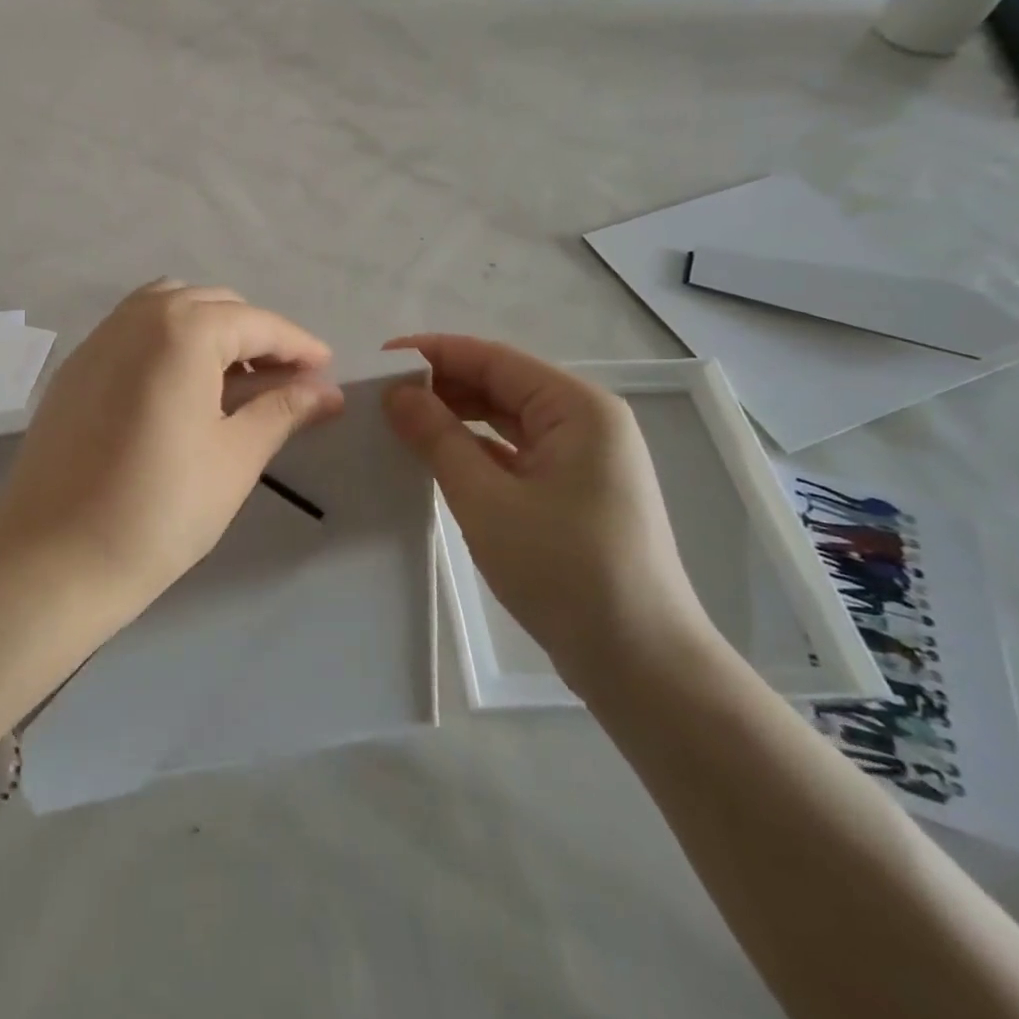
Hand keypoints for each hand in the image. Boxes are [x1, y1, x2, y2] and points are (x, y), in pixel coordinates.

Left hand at [0, 281, 344, 601]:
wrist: (54, 557)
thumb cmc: (160, 509)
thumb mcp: (235, 457)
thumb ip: (282, 410)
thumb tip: (327, 391)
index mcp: (182, 331)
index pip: (256, 323)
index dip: (298, 346)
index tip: (328, 371)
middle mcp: (137, 318)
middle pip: (211, 305)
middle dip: (255, 335)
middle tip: (284, 382)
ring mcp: (98, 339)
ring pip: (167, 308)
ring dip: (209, 330)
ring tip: (232, 380)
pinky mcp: (75, 368)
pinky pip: (132, 332)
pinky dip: (168, 341)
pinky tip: (180, 390)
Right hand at [382, 335, 710, 687]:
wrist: (640, 664)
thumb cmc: (564, 571)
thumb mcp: (486, 500)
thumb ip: (437, 438)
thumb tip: (396, 393)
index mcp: (577, 408)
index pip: (493, 359)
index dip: (433, 353)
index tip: (378, 360)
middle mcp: (586, 421)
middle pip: (501, 385)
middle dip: (442, 386)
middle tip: (380, 397)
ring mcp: (583, 458)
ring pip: (507, 419)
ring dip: (456, 417)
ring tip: (399, 422)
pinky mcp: (574, 490)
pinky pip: (515, 452)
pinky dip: (475, 449)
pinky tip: (435, 457)